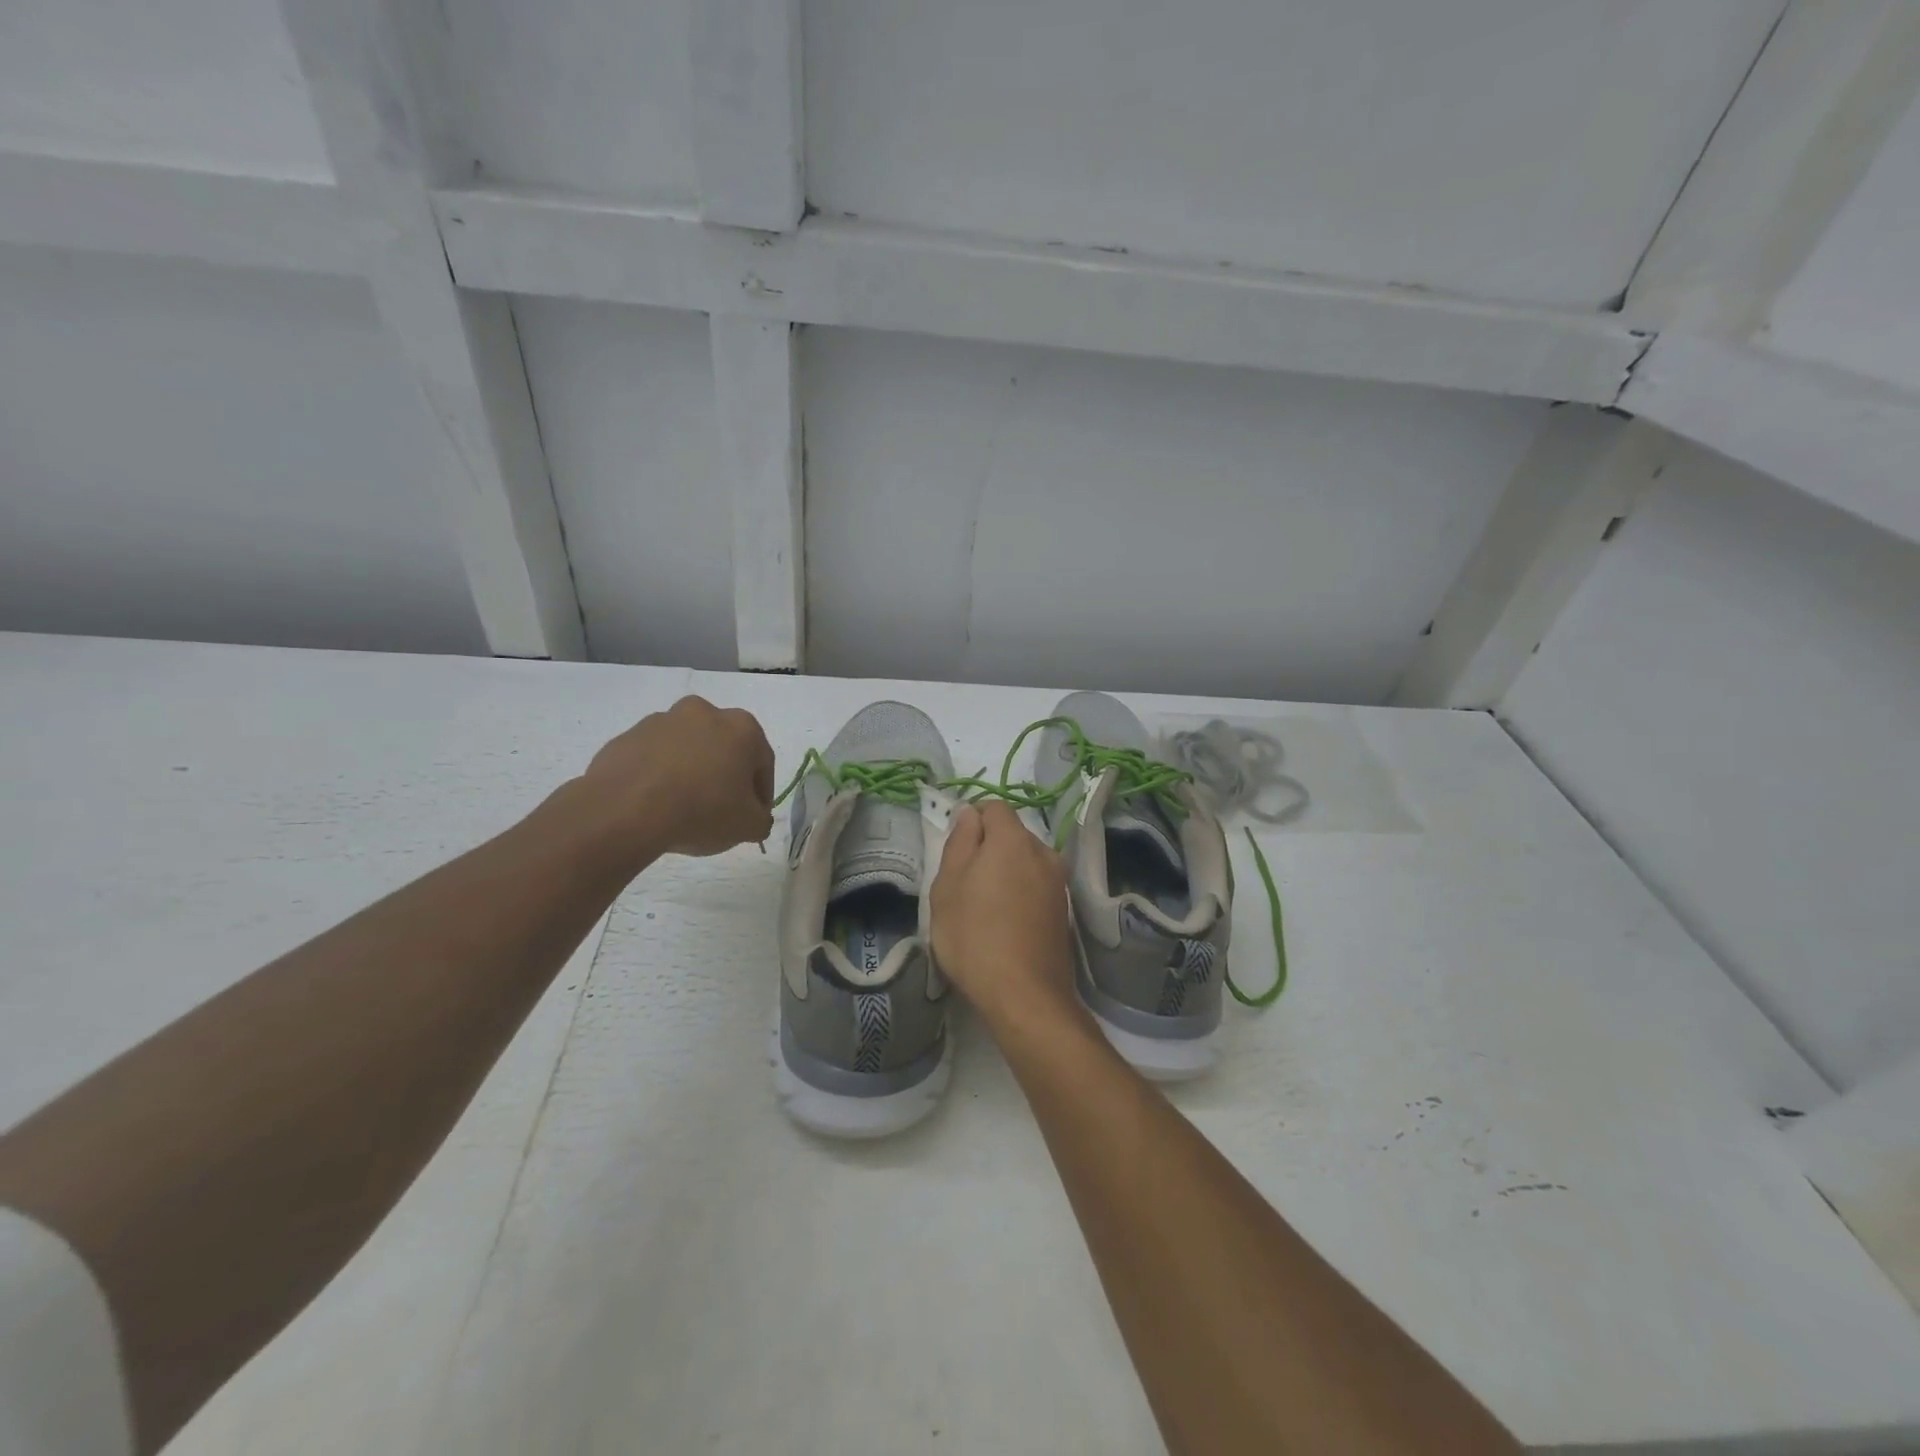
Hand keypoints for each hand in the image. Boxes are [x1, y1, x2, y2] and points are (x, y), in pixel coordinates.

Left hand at [580, 696, 775, 859]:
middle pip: (723, 748)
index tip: (753, 816)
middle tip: (720, 809)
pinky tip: (655, 804)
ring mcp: (661, 721)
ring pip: (687, 750)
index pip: (763, 762)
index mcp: (742, 727)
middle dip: (724, 775)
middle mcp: (704, 713)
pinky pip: (654, 758)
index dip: (761, 793)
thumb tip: (754, 817)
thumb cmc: (702, 810)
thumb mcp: (749, 826)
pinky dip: (659, 776)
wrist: (626, 810)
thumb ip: (761, 819)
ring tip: (683, 808)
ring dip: (691, 772)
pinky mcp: (627, 736)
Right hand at [930, 802, 1081, 1032]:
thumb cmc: (974, 935)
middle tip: (963, 882)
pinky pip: (1036, 885)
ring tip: (983, 906)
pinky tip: (1004, 923)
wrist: (1024, 995)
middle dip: (988, 847)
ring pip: (1025, 861)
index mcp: (1013, 840)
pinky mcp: (1063, 909)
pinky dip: (1020, 892)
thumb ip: (959, 842)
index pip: (995, 807)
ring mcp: (1058, 882)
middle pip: (1012, 834)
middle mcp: (1043, 852)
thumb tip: (970, 814)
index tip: (955, 849)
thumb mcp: (947, 885)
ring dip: (1005, 871)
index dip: (972, 819)